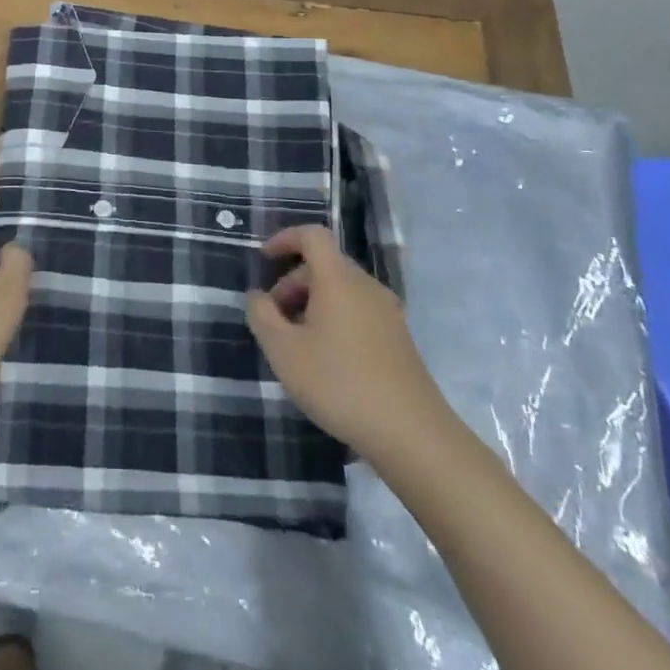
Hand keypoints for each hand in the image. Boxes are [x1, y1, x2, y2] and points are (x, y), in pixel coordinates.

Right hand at [246, 225, 449, 466]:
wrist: (411, 433)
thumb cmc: (339, 383)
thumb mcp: (284, 351)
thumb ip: (262, 315)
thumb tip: (258, 296)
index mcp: (338, 279)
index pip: (313, 235)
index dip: (285, 238)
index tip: (264, 259)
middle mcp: (366, 286)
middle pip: (325, 265)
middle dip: (293, 282)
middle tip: (273, 317)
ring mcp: (388, 312)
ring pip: (342, 290)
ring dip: (313, 303)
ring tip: (296, 342)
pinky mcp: (399, 338)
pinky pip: (358, 310)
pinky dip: (335, 318)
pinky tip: (326, 359)